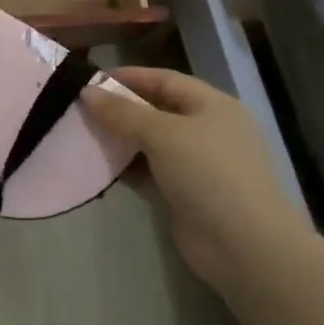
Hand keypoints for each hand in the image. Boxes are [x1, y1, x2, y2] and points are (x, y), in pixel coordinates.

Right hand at [82, 67, 305, 283]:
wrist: (244, 247)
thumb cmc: (208, 173)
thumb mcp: (162, 133)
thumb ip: (122, 112)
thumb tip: (87, 92)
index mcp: (212, 106)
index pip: (164, 80)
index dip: (128, 77)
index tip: (90, 79)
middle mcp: (206, 130)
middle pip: (155, 110)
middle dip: (119, 108)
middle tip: (79, 107)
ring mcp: (196, 165)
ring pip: (149, 142)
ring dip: (119, 139)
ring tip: (81, 133)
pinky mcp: (183, 194)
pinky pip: (147, 171)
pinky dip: (125, 167)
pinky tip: (96, 164)